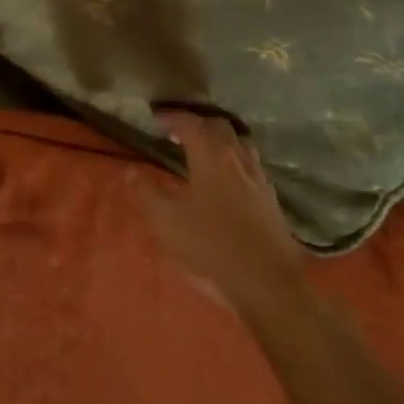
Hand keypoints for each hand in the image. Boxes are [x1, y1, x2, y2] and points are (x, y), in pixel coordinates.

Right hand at [136, 110, 308, 319]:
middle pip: (220, 127)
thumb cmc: (212, 249)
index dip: (172, 117)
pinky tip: (230, 181)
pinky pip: (253, 166)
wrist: (270, 286)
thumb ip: (147, 194)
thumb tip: (131, 171)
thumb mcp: (167, 223)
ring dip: (222, 139)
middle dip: (199, 123)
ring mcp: (259, 180)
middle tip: (179, 132)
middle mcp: (237, 160)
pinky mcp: (272, 201)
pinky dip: (237, 161)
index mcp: (211, 159)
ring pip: (241, 144)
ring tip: (206, 150)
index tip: (157, 117)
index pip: (191, 124)